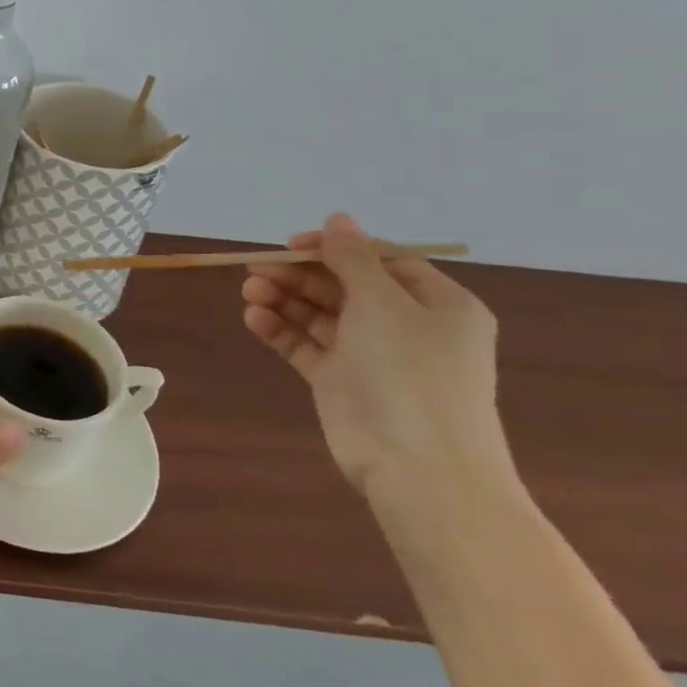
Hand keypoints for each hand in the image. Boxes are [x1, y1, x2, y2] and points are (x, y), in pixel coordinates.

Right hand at [241, 214, 514, 503]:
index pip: (381, 260)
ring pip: (320, 314)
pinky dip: (281, 330)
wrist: (420, 467)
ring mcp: (371, 356)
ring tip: (249, 293)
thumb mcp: (383, 302)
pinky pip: (306, 345)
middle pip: (344, 286)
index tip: (291, 245)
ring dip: (284, 299)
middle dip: (299, 275)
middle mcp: (405, 326)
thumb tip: (338, 219)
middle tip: (256, 269)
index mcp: (437, 304)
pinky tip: (255, 319)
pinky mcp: (341, 382)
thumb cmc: (411, 373)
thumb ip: (353, 258)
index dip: (335, 248)